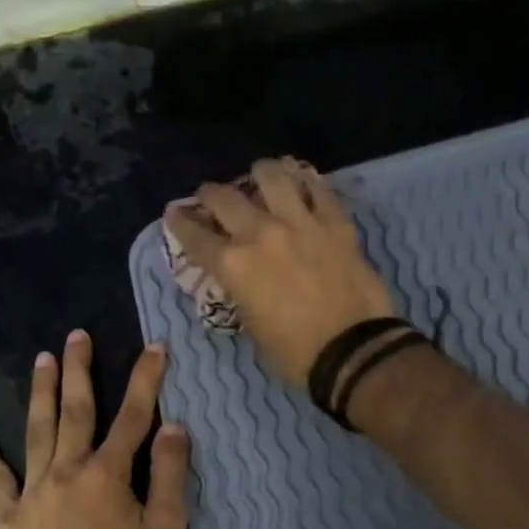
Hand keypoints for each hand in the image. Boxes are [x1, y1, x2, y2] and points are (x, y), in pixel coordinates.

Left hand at [0, 330, 189, 528]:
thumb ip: (170, 475)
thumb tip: (176, 427)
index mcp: (109, 473)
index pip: (134, 416)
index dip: (146, 379)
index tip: (153, 347)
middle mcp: (68, 471)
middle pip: (76, 411)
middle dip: (80, 370)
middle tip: (77, 335)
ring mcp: (33, 492)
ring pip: (36, 431)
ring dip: (40, 393)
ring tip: (41, 359)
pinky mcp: (9, 519)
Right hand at [163, 157, 395, 383]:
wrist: (354, 351)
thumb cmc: (296, 354)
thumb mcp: (253, 327)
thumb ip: (242, 294)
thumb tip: (243, 279)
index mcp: (234, 266)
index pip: (195, 237)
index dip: (180, 223)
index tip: (175, 214)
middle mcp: (260, 233)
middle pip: (224, 198)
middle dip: (210, 194)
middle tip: (211, 196)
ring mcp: (300, 222)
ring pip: (272, 176)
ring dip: (259, 174)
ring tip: (259, 176)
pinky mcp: (335, 223)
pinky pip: (318, 189)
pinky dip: (306, 181)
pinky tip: (302, 180)